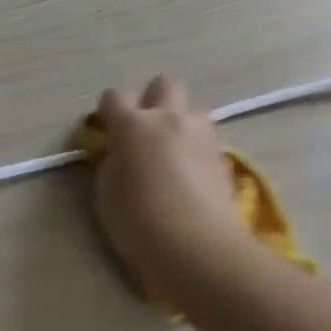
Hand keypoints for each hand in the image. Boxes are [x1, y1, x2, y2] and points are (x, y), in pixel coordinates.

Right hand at [91, 77, 245, 297]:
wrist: (196, 246)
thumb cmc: (139, 222)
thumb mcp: (106, 192)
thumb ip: (112, 162)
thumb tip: (120, 153)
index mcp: (133, 124)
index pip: (114, 97)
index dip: (109, 112)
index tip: (108, 131)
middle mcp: (168, 118)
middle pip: (163, 84)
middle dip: (153, 100)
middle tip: (147, 130)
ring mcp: (200, 134)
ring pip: (193, 106)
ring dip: (182, 119)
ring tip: (176, 147)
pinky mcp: (224, 155)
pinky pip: (209, 136)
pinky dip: (199, 146)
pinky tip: (195, 171)